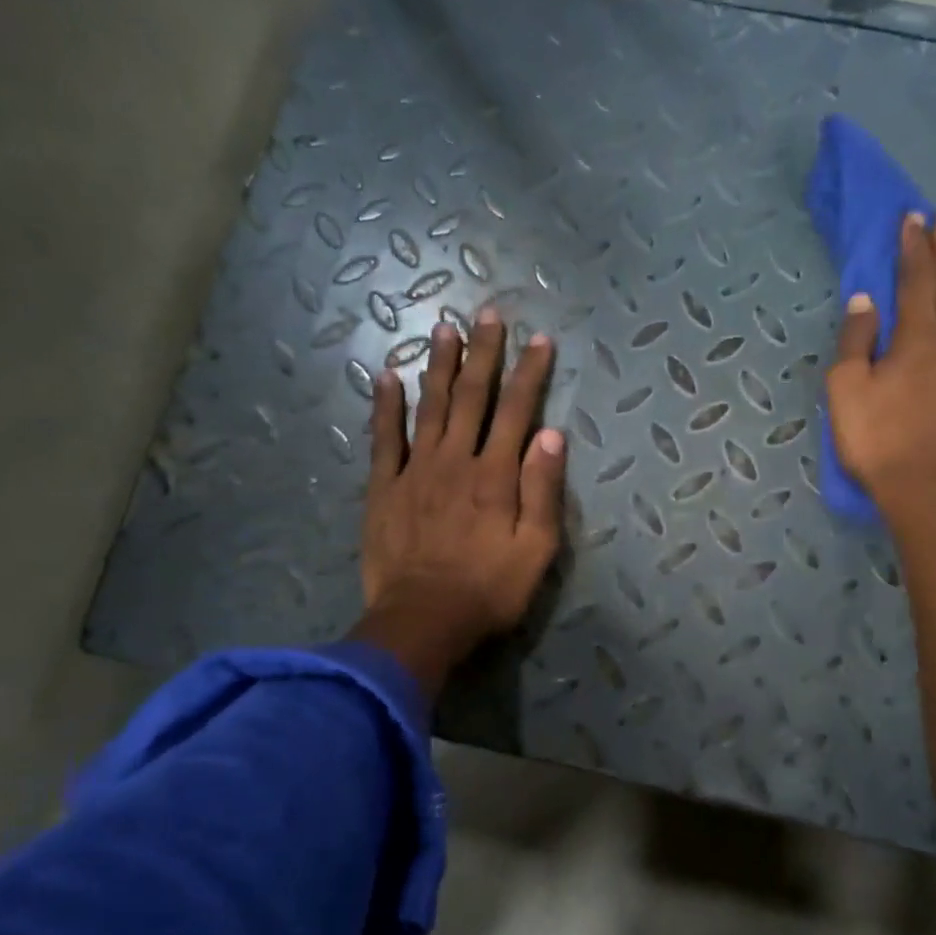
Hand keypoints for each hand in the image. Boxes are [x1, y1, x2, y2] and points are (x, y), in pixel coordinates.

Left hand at [351, 309, 565, 695]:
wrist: (423, 620)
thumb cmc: (489, 590)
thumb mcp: (536, 550)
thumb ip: (542, 491)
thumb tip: (550, 435)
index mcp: (496, 475)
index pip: (517, 411)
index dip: (530, 373)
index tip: (540, 340)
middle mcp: (456, 460)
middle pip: (473, 397)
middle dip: (483, 353)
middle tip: (488, 314)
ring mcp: (416, 470)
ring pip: (431, 406)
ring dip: (440, 366)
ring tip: (445, 328)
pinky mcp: (384, 488)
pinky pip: (384, 438)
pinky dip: (386, 406)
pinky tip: (387, 376)